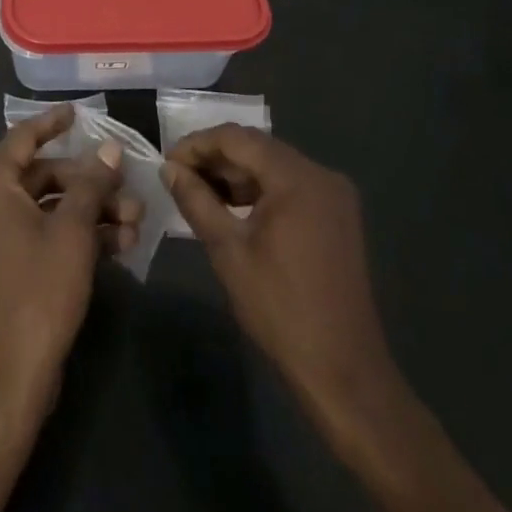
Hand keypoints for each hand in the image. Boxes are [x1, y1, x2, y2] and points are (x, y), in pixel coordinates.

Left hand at [0, 105, 140, 402]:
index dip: (51, 123)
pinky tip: (120, 244)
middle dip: (89, 182)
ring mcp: (1, 239)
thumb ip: (91, 186)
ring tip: (136, 222)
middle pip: (44, 177)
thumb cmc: (38, 291)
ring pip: (51, 209)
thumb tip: (108, 149)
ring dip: (92, 211)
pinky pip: (48, 236)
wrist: (11, 376)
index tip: (78, 112)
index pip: (22, 139)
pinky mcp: (14, 269)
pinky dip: (80, 236)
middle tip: (127, 187)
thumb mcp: (72, 233)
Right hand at [161, 125, 394, 413]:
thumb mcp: (227, 250)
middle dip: (215, 158)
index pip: (236, 138)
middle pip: (257, 148)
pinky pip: (289, 186)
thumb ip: (196, 200)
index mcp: (297, 178)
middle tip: (178, 176)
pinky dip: (259, 190)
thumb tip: (169, 169)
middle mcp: (321, 175)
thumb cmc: (280, 308)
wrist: (343, 373)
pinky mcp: (337, 217)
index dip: (197, 144)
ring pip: (272, 166)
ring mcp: (334, 196)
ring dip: (235, 174)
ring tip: (199, 192)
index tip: (167, 162)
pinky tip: (232, 208)